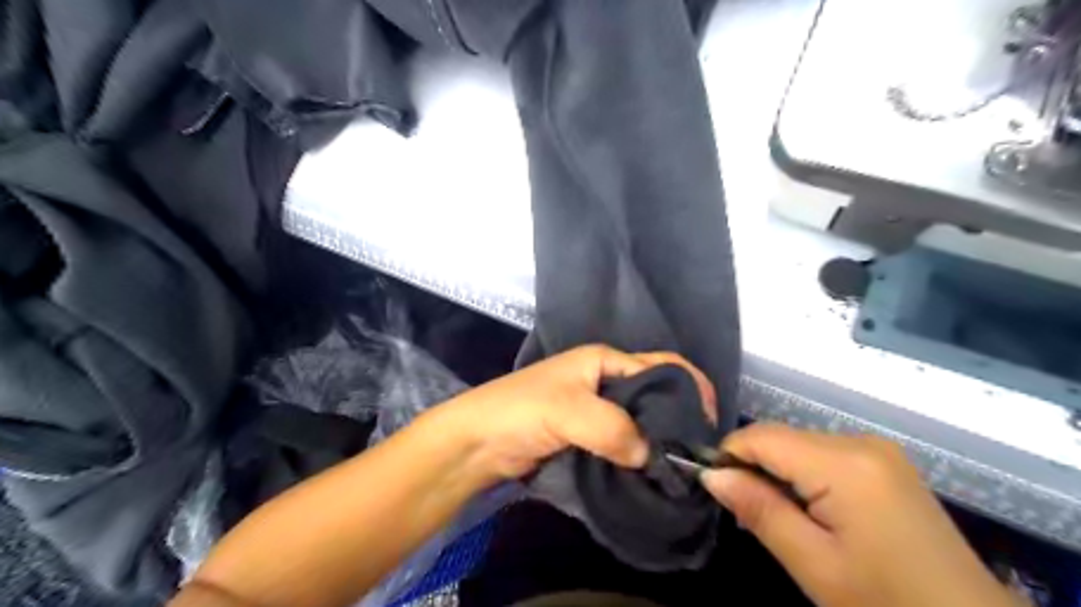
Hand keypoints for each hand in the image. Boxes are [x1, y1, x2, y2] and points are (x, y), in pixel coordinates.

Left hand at [433, 347, 714, 482]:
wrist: (476, 442)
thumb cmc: (521, 411)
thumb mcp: (570, 411)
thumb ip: (615, 429)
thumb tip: (651, 456)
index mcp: (604, 360)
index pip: (661, 366)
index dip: (690, 388)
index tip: (709, 423)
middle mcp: (604, 379)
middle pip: (654, 393)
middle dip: (676, 418)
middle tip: (695, 452)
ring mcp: (594, 408)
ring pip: (639, 420)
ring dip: (657, 440)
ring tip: (679, 467)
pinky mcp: (586, 435)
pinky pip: (622, 441)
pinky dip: (637, 454)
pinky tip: (651, 472)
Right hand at [696, 426, 1019, 605]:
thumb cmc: (887, 602)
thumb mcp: (815, 565)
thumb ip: (760, 510)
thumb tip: (710, 474)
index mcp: (845, 463)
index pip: (762, 437)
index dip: (729, 455)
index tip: (712, 487)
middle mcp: (860, 441)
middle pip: (780, 437)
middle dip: (753, 465)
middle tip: (744, 512)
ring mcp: (876, 449)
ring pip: (798, 444)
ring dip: (776, 471)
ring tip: (773, 514)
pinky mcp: (883, 462)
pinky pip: (822, 453)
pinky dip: (801, 474)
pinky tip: (806, 509)